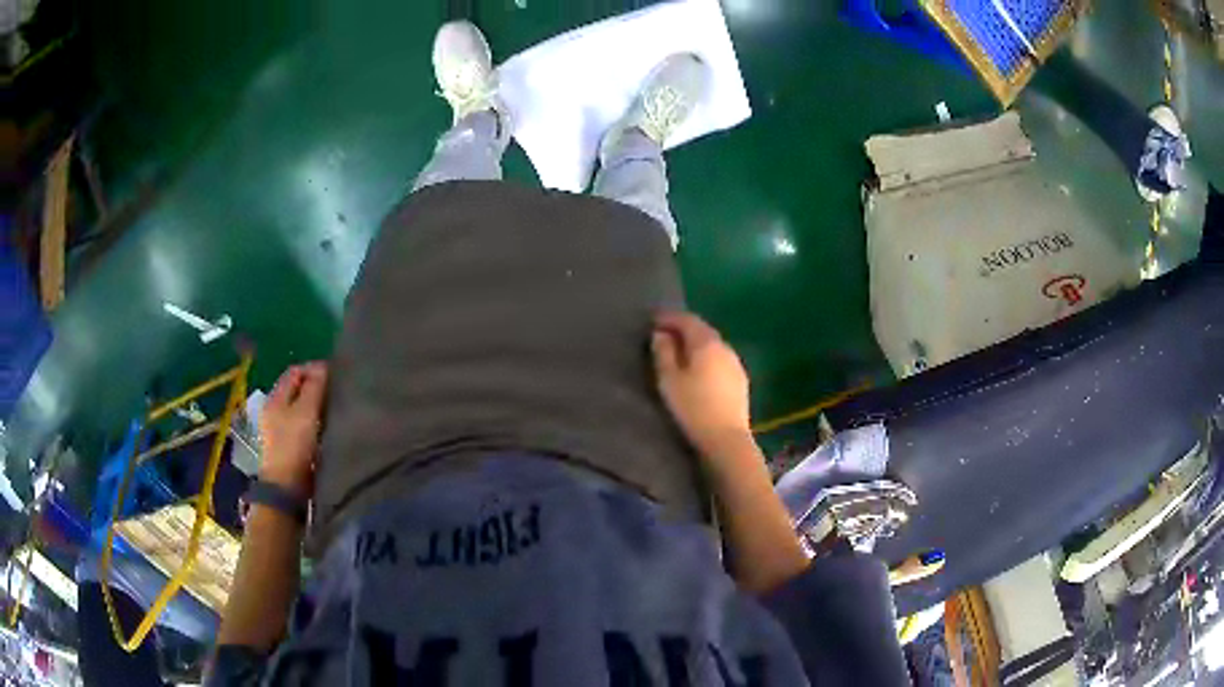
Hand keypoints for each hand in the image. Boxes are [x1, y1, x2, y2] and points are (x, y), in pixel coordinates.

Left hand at [258, 362, 327, 499]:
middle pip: (297, 390)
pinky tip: (328, 429)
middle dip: (316, 388)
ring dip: (317, 407)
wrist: (287, 489)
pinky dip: (315, 423)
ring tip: (336, 410)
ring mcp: (279, 429)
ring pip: (301, 408)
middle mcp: (274, 410)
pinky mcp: (288, 446)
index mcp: (275, 398)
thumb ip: (314, 386)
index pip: (295, 371)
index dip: (314, 369)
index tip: (335, 375)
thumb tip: (322, 366)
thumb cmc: (294, 446)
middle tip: (337, 392)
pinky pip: (303, 425)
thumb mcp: (306, 412)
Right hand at [652, 312, 752, 460]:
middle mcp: (724, 347)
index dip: (669, 318)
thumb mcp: (669, 380)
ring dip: (696, 344)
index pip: (687, 320)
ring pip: (713, 345)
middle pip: (702, 330)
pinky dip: (707, 358)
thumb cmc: (693, 408)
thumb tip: (661, 334)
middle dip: (683, 329)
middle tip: (664, 335)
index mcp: (706, 343)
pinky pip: (720, 359)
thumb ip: (663, 353)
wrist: (726, 439)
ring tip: (680, 353)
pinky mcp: (740, 380)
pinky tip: (699, 370)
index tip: (653, 321)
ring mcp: (736, 363)